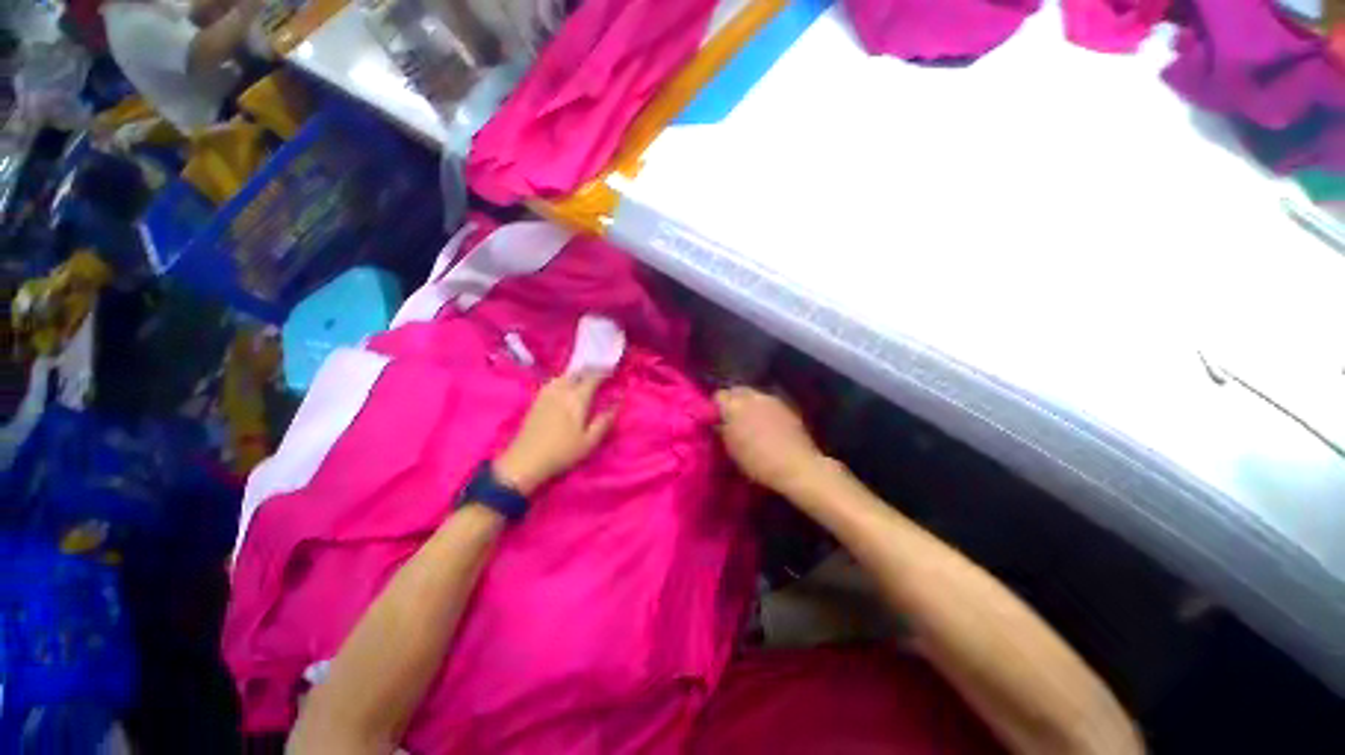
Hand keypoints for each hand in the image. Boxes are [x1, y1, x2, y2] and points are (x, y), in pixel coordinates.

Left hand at [494, 373, 616, 495]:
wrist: (525, 461)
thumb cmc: (562, 452)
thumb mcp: (590, 441)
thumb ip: (605, 420)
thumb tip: (618, 403)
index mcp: (577, 398)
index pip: (594, 376)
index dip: (605, 371)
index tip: (614, 371)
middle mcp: (562, 389)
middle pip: (578, 371)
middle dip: (591, 369)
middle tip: (602, 372)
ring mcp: (547, 393)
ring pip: (565, 374)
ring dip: (578, 372)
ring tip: (586, 377)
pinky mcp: (537, 399)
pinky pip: (555, 381)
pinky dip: (566, 378)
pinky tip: (567, 385)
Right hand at [714, 387, 823, 494]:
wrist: (796, 466)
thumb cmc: (758, 462)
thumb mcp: (732, 449)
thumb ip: (722, 430)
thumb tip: (718, 421)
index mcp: (734, 406)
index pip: (718, 395)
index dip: (716, 406)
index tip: (716, 418)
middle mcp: (752, 397)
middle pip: (737, 390)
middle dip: (732, 400)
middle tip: (731, 417)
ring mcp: (771, 400)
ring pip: (754, 395)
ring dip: (749, 403)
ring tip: (750, 419)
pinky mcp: (787, 406)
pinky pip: (768, 402)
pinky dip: (764, 409)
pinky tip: (767, 424)